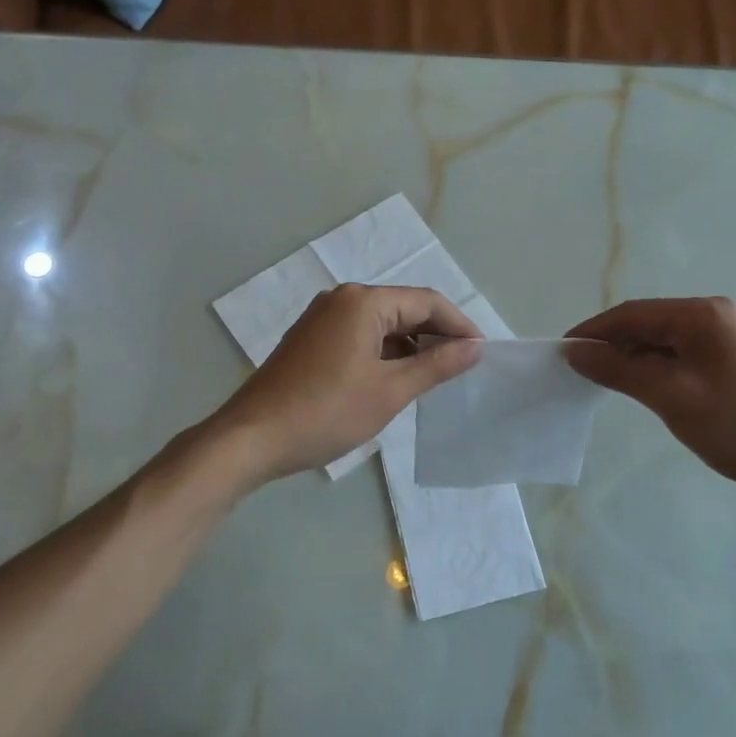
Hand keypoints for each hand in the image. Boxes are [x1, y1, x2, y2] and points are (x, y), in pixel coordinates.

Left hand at [213, 284, 482, 483]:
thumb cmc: (327, 412)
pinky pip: (360, 335)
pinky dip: (384, 353)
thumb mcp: (390, 391)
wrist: (253, 438)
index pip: (426, 301)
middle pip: (403, 308)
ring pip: (381, 324)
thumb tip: (475, 347)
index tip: (482, 353)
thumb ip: (436, 365)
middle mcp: (342, 299)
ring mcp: (322, 318)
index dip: (459, 325)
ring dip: (410, 346)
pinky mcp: (311, 339)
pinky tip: (396, 379)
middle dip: (435, 335)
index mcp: (363, 302)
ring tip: (434, 377)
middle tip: (462, 367)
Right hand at [565, 297, 735, 507]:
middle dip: (611, 344)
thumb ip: (619, 370)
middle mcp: (716, 315)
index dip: (594, 331)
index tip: (561, 352)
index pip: (633, 314)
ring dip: (631, 357)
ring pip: (663, 340)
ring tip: (601, 380)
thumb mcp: (670, 396)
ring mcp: (727, 338)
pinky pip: (680, 355)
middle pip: (648, 323)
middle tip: (577, 370)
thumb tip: (575, 352)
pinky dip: (654, 367)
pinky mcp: (731, 361)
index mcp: (704, 314)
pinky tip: (638, 385)